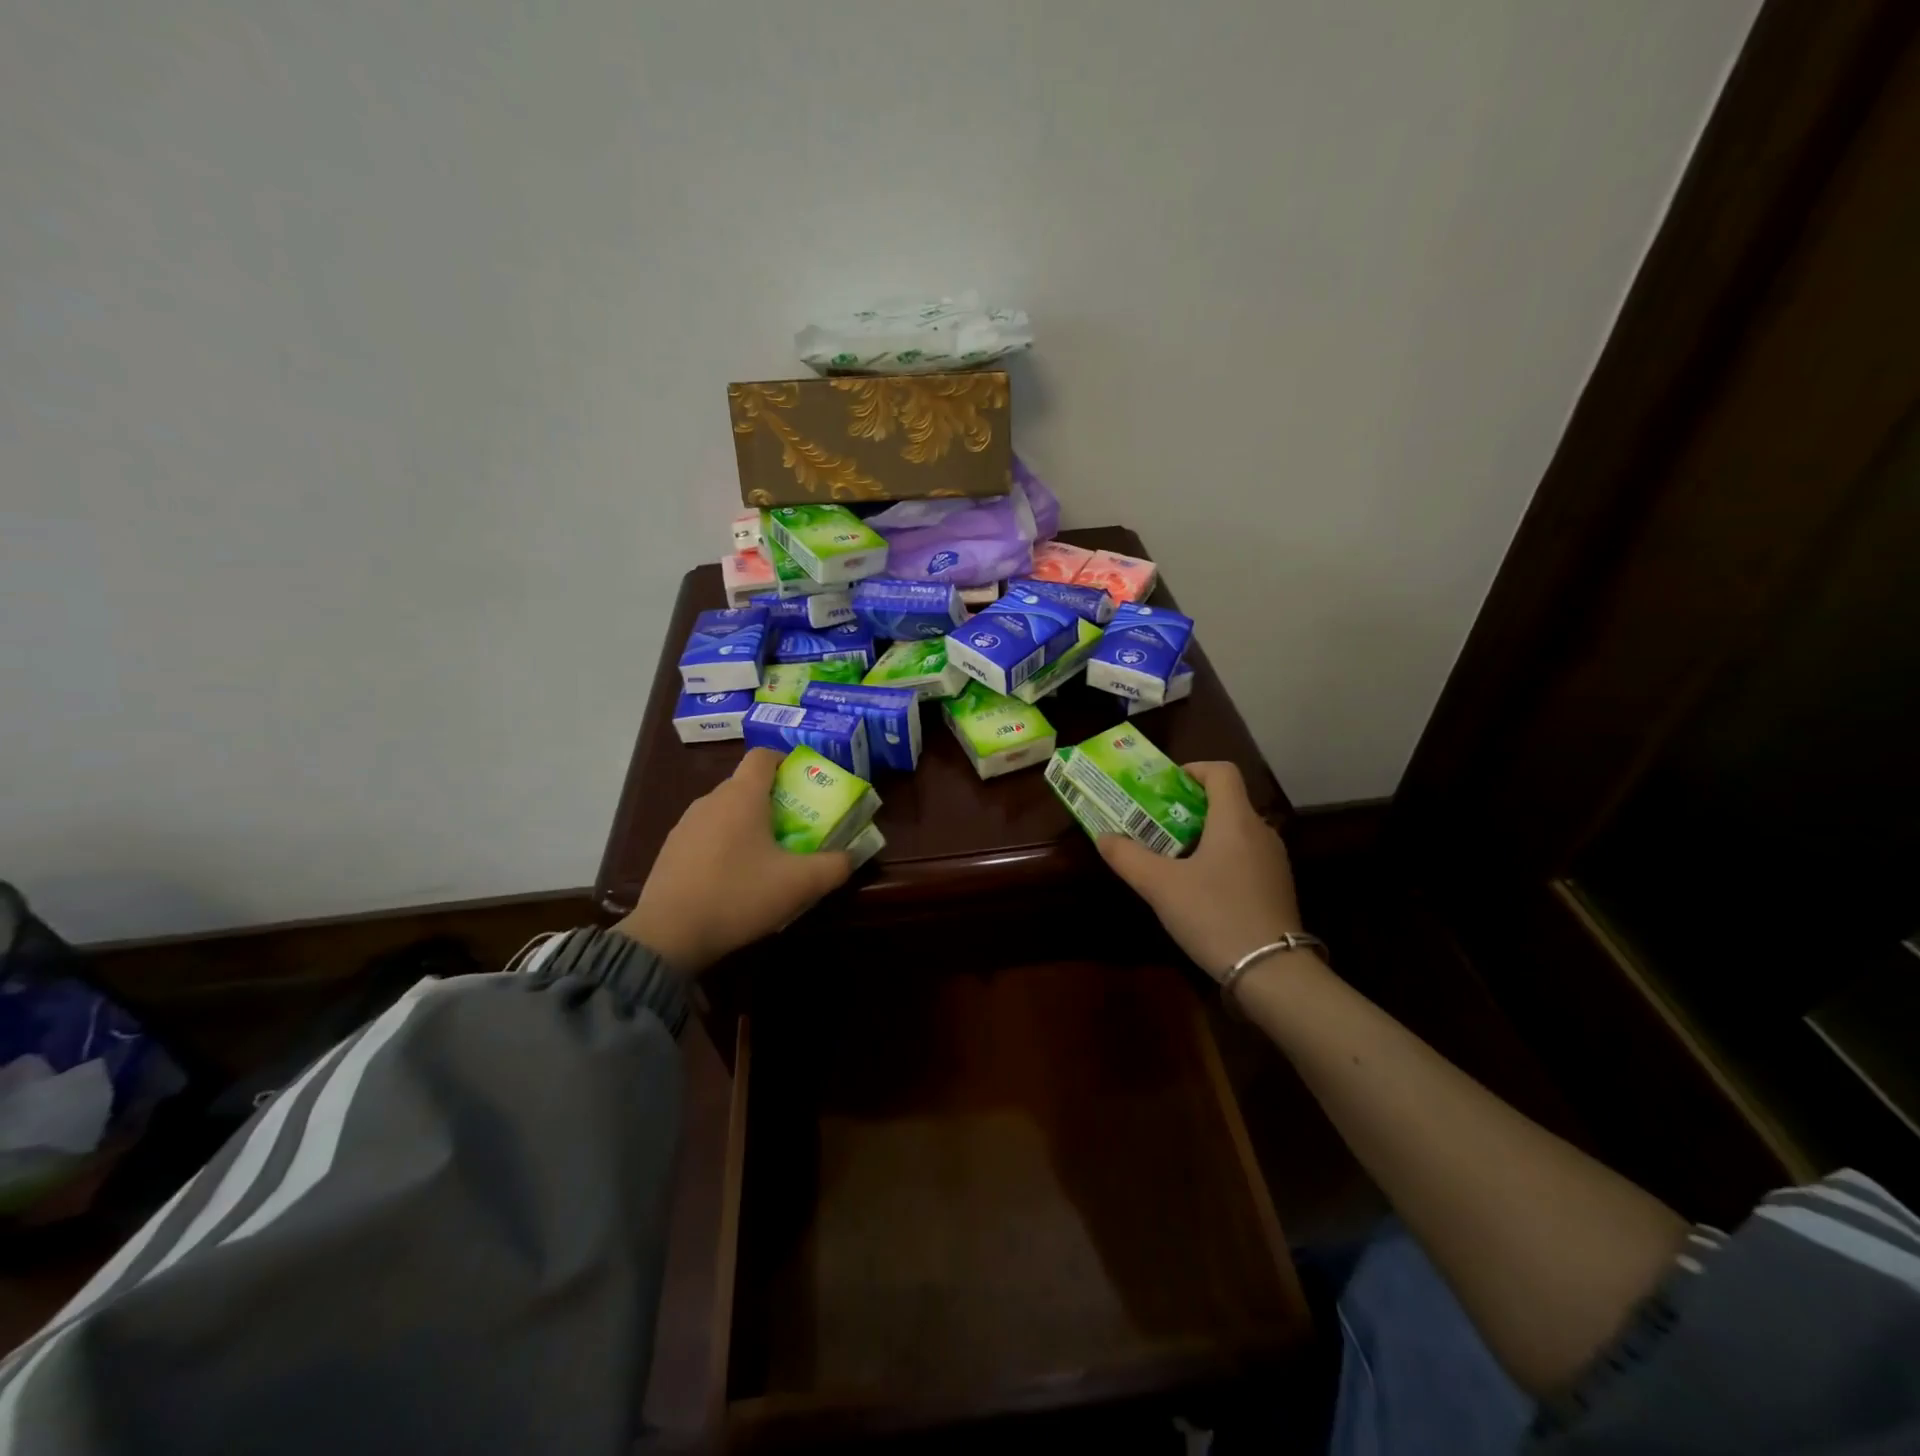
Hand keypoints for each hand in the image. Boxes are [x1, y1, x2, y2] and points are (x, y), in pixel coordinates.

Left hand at [616, 748, 852, 974]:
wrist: (667, 935)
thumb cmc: (739, 896)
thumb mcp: (799, 884)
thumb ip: (835, 866)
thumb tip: (850, 855)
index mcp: (742, 795)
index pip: (764, 755)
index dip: (787, 762)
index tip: (805, 785)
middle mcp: (711, 800)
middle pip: (747, 784)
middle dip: (775, 799)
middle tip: (798, 827)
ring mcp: (686, 824)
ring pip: (726, 810)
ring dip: (749, 824)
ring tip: (768, 856)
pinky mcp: (671, 850)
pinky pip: (708, 834)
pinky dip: (726, 844)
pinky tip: (735, 877)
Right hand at [1096, 761, 1307, 980]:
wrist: (1272, 972)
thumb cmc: (1214, 915)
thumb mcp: (1160, 886)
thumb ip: (1128, 857)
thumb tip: (1103, 837)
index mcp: (1235, 820)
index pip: (1221, 771)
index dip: (1192, 770)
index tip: (1164, 788)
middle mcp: (1260, 832)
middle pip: (1226, 801)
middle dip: (1188, 807)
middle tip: (1156, 824)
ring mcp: (1273, 861)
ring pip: (1235, 831)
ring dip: (1204, 835)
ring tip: (1172, 856)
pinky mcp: (1277, 887)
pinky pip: (1245, 856)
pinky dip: (1220, 858)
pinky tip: (1199, 888)